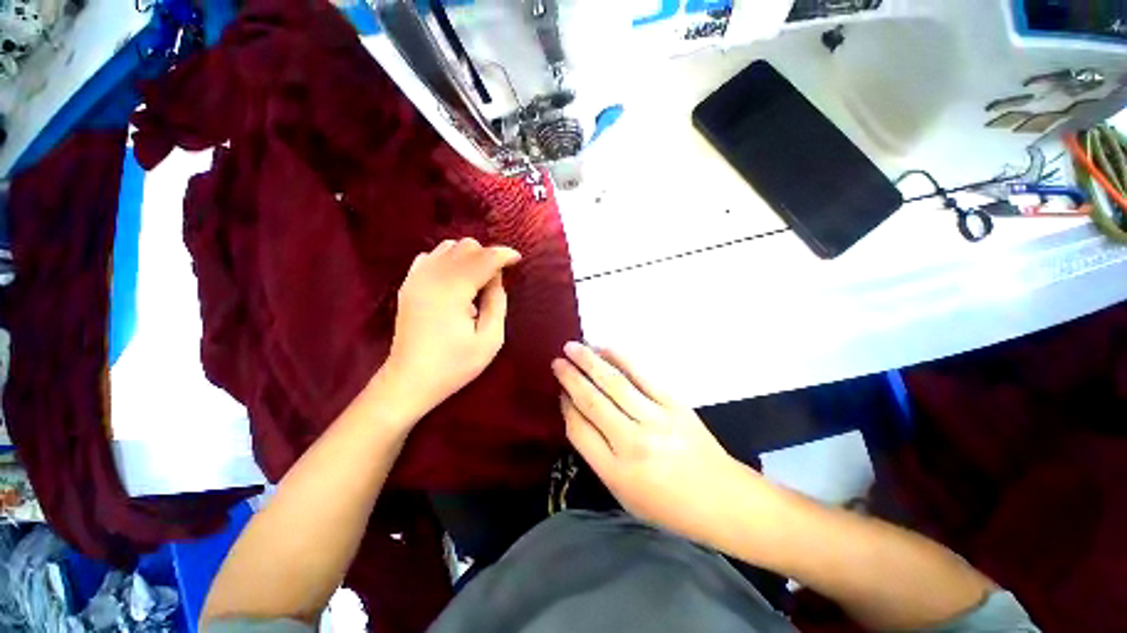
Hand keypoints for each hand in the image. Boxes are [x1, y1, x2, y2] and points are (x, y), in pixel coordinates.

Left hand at [384, 238, 520, 419]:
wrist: (410, 380)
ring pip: (448, 246)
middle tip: (498, 277)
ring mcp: (416, 277)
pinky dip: (449, 259)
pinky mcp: (408, 283)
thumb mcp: (490, 339)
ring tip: (479, 278)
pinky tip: (456, 279)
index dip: (504, 255)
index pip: (484, 258)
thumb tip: (497, 277)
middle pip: (466, 246)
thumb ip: (497, 302)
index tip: (518, 260)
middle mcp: (432, 275)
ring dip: (469, 256)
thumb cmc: (454, 364)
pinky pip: (431, 256)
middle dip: (487, 255)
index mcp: (452, 290)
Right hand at [552, 343, 760, 545]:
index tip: (560, 392)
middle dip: (570, 378)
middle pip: (592, 402)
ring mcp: (656, 419)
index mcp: (616, 471)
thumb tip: (577, 413)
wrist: (722, 499)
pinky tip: (606, 348)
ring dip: (590, 362)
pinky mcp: (675, 404)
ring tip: (573, 347)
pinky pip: (643, 375)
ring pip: (614, 383)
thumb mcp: (623, 494)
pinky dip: (621, 359)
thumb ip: (597, 454)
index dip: (566, 407)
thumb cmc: (668, 505)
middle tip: (556, 361)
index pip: (579, 430)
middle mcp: (632, 442)